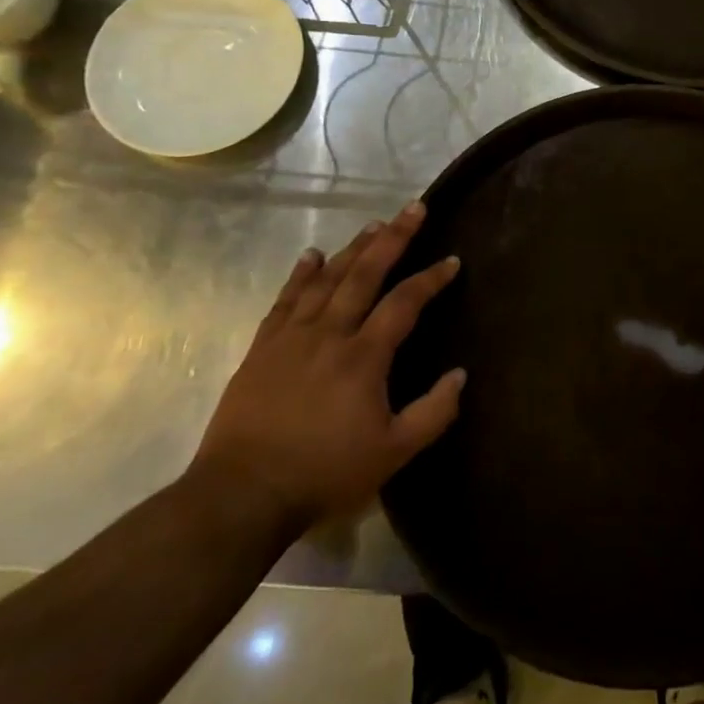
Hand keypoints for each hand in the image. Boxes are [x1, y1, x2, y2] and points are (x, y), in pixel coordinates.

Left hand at [189, 203, 464, 531]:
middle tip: (414, 208)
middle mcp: (330, 333)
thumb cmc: (324, 473)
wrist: (242, 494)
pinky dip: (301, 273)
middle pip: (365, 273)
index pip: (405, 302)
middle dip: (393, 238)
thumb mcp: (393, 453)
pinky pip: (286, 299)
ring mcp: (292, 337)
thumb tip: (461, 374)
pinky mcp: (263, 347)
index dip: (431, 279)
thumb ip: (433, 412)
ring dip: (353, 248)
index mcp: (364, 356)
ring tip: (375, 224)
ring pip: (327, 279)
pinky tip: (312, 255)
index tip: (452, 260)